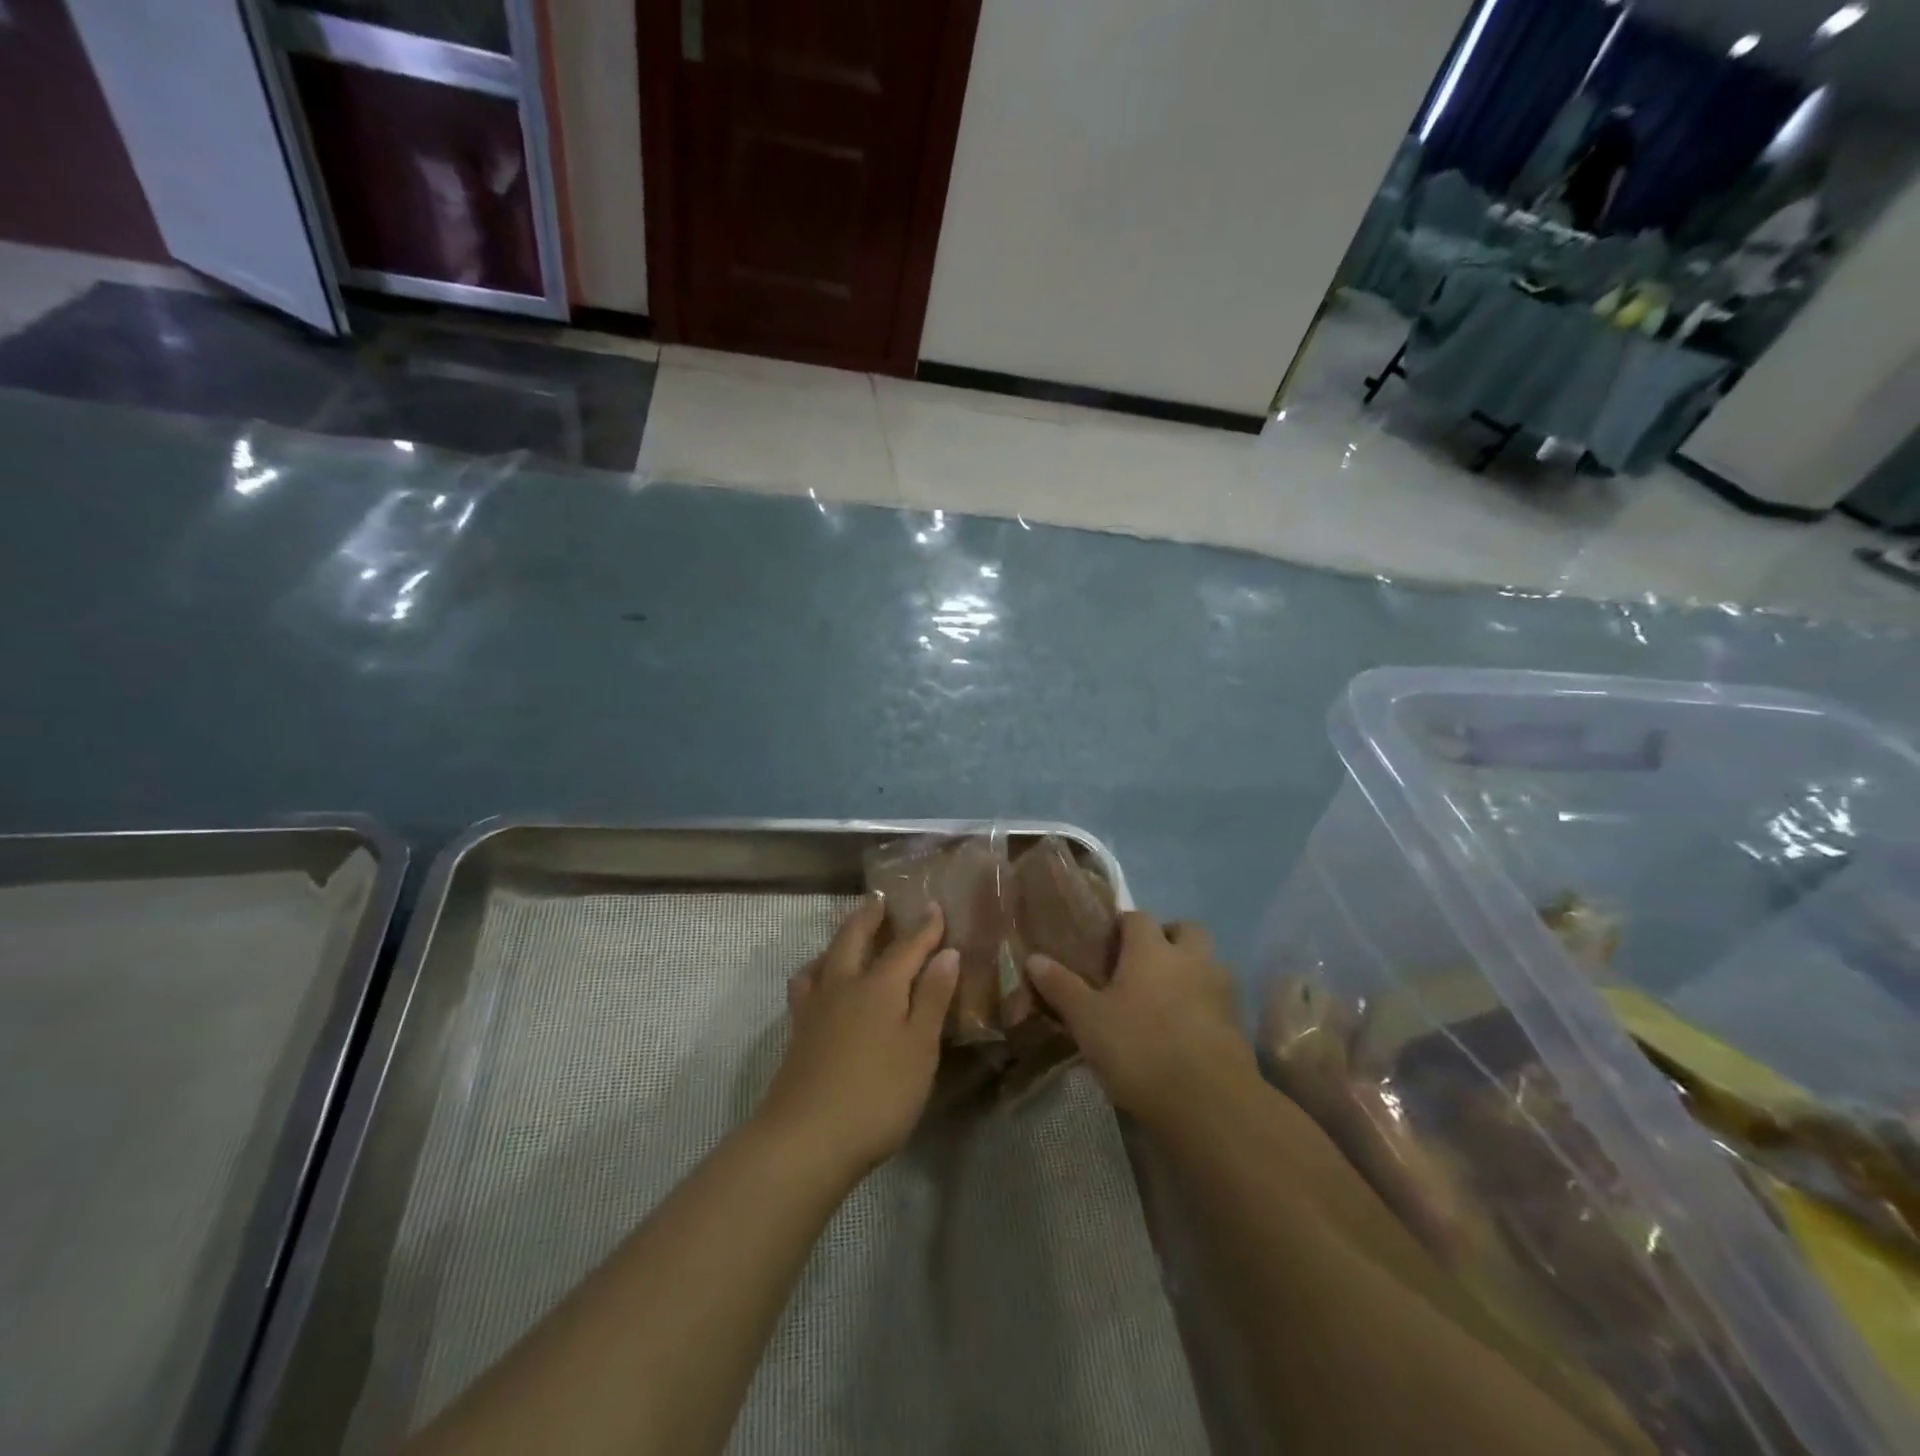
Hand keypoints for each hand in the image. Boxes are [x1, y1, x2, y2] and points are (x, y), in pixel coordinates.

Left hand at [758, 894, 958, 1180]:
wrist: (805, 1139)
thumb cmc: (877, 1095)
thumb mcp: (919, 1049)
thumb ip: (931, 999)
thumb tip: (947, 953)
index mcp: (880, 986)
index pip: (907, 946)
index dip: (924, 927)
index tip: (934, 906)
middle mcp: (844, 985)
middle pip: (855, 938)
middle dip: (870, 916)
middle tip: (879, 898)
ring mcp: (815, 1008)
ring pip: (825, 958)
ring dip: (839, 939)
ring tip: (847, 936)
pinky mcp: (797, 1032)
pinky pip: (806, 985)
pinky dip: (816, 971)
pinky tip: (819, 985)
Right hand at [1027, 912, 1256, 1130]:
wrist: (1208, 1103)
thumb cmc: (1139, 1049)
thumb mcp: (1087, 1020)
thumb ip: (1061, 986)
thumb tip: (1034, 958)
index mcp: (1151, 949)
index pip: (1138, 917)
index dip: (1122, 926)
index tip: (1106, 946)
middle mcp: (1190, 958)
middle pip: (1185, 929)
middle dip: (1167, 938)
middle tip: (1142, 965)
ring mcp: (1220, 990)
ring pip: (1208, 962)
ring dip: (1191, 970)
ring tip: (1165, 998)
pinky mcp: (1237, 1024)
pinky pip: (1219, 999)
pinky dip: (1204, 1005)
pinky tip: (1185, 1031)